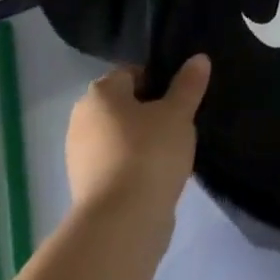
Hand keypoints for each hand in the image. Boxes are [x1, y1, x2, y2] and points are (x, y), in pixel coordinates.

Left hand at [65, 55, 210, 221]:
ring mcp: (80, 155)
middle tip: (182, 122)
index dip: (160, 79)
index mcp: (99, 94)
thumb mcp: (178, 113)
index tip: (183, 96)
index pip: (132, 72)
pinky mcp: (87, 186)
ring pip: (121, 135)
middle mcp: (82, 119)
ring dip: (144, 139)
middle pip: (125, 104)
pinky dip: (136, 163)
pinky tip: (160, 173)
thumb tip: (199, 58)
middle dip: (152, 110)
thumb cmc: (149, 152)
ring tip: (174, 150)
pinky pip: (117, 162)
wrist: (122, 221)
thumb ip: (189, 84)